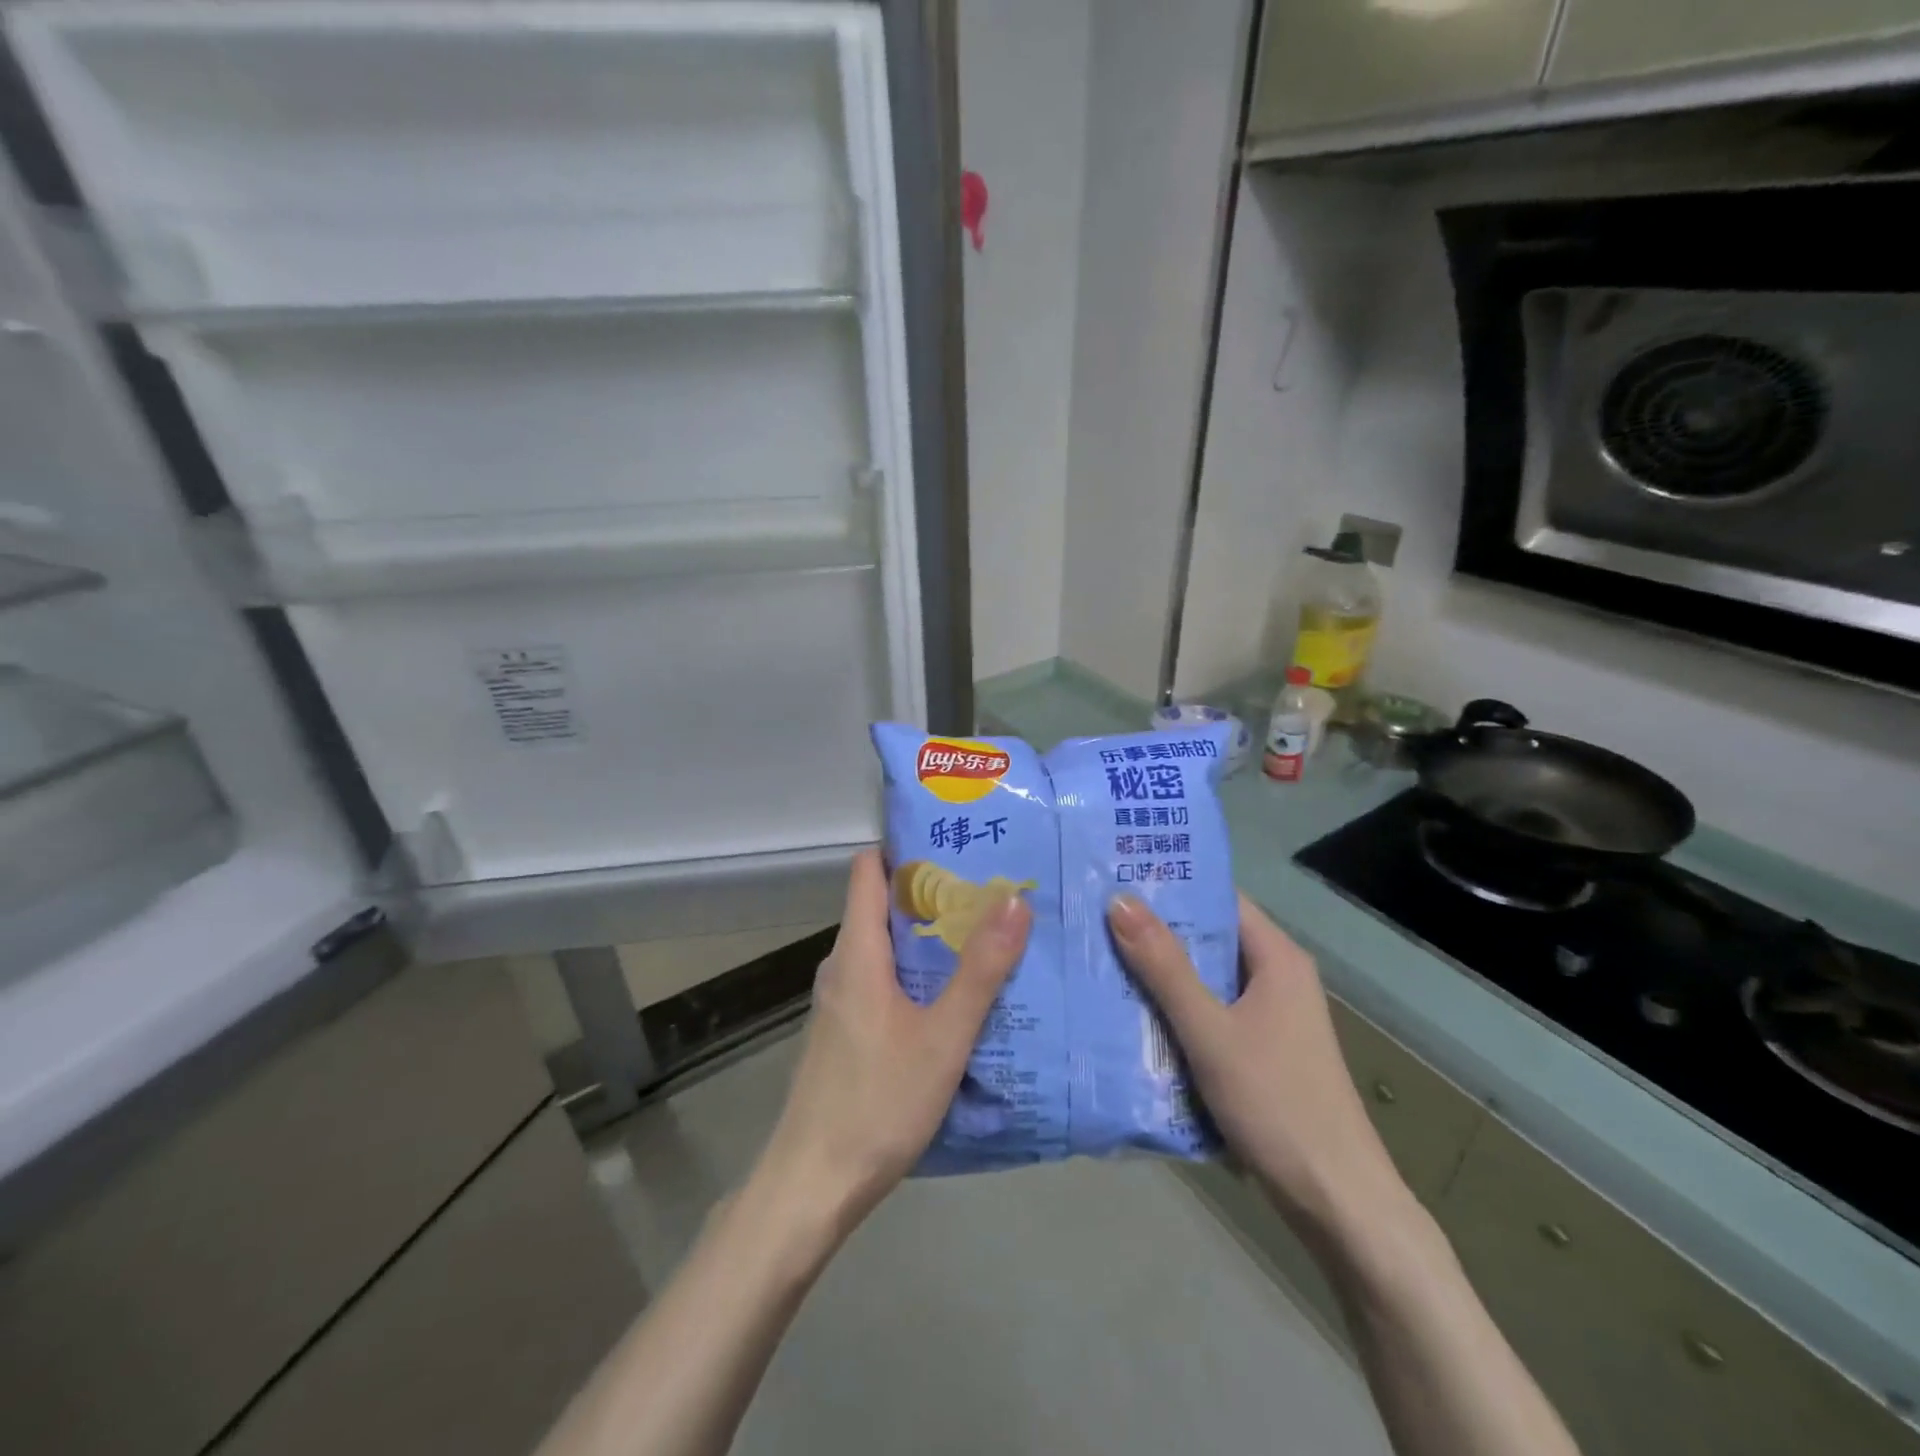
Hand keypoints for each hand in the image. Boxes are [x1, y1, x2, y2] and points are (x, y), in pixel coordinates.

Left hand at [759, 849, 1031, 1232]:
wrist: (813, 1186)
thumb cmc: (878, 1101)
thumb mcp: (944, 1035)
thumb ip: (981, 969)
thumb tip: (1014, 899)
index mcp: (857, 950)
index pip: (869, 869)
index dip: (906, 846)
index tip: (956, 840)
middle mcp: (842, 964)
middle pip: (883, 905)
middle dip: (934, 891)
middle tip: (992, 886)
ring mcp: (841, 1000)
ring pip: (887, 946)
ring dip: (931, 936)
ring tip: (986, 932)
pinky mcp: (846, 1031)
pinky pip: (884, 980)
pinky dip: (919, 972)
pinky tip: (957, 994)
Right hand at [1107, 892, 1413, 1243]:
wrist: (1337, 1203)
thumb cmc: (1276, 1103)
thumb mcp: (1210, 1031)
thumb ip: (1164, 967)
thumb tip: (1120, 899)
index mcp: (1276, 958)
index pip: (1219, 899)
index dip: (1170, 885)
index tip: (1115, 877)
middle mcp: (1276, 978)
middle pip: (1208, 939)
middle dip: (1154, 932)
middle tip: (1093, 918)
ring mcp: (1270, 1018)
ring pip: (1205, 980)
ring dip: (1160, 974)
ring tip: (1099, 958)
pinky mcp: (1260, 1052)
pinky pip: (1209, 1015)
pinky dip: (1174, 1011)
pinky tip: (1130, 1015)